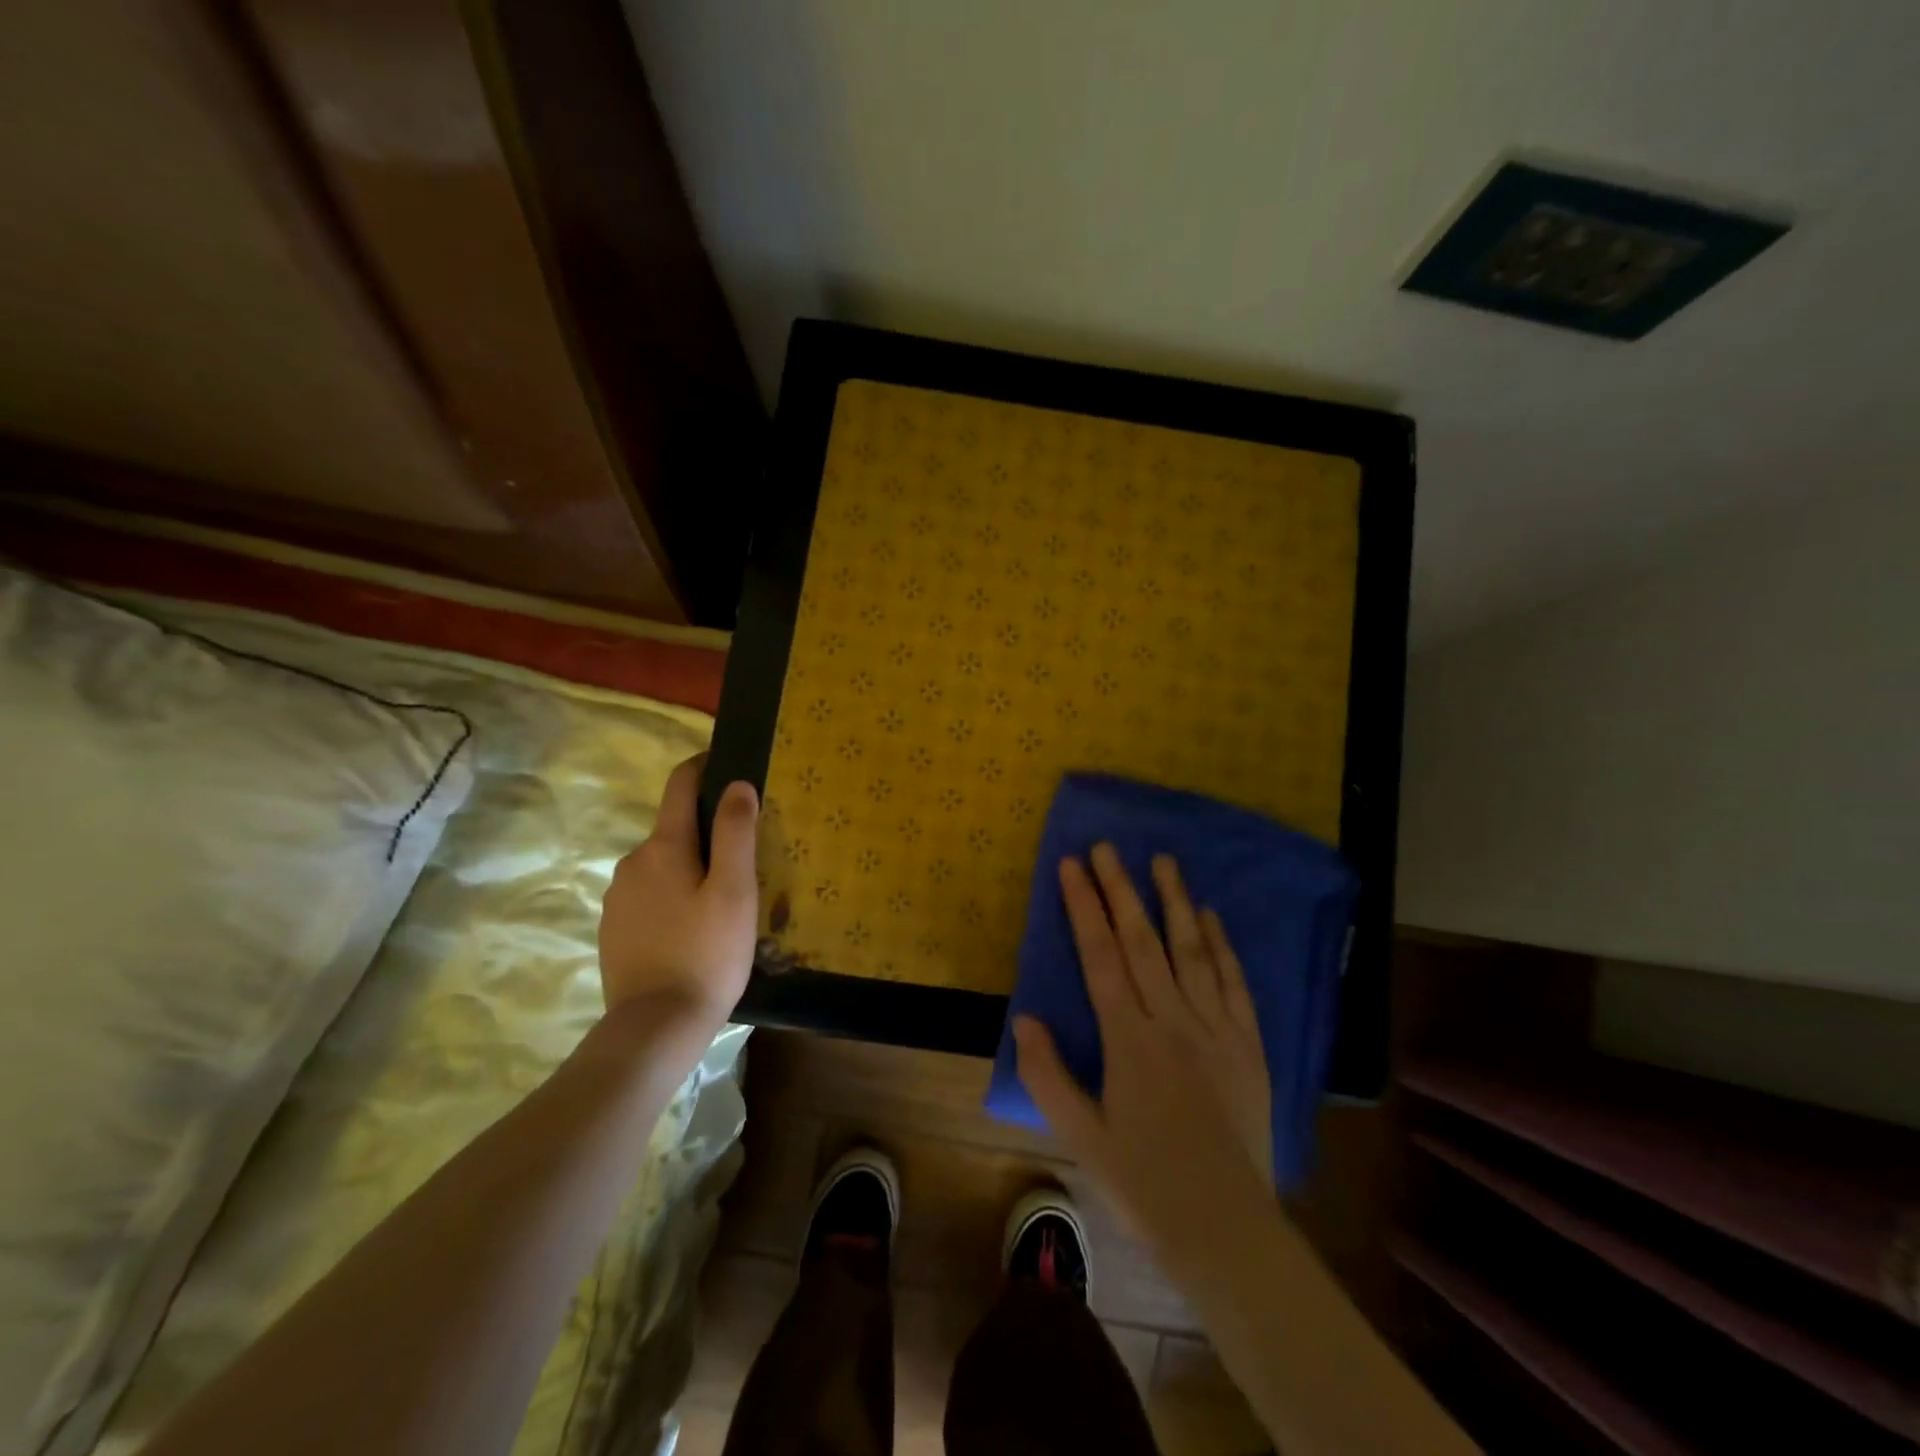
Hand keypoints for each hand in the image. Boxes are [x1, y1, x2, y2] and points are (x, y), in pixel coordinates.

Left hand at [598, 754, 757, 1031]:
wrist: (655, 1027)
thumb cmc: (706, 953)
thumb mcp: (735, 890)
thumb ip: (736, 832)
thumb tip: (737, 784)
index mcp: (663, 846)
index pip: (680, 784)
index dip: (705, 767)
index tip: (732, 766)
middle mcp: (632, 862)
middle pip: (675, 828)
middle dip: (708, 832)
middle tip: (746, 858)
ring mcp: (618, 898)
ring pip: (663, 865)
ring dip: (691, 869)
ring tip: (724, 900)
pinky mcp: (614, 929)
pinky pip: (650, 896)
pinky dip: (673, 898)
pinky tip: (694, 929)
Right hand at [1015, 844, 1275, 1252]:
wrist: (1226, 1229)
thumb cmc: (1144, 1184)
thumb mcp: (1081, 1139)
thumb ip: (1048, 1076)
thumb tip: (1025, 1018)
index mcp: (1130, 1041)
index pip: (1101, 956)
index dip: (1083, 906)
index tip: (1071, 865)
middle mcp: (1174, 1021)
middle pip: (1144, 941)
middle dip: (1121, 889)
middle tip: (1107, 846)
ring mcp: (1216, 1029)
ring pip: (1192, 951)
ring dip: (1175, 902)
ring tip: (1162, 861)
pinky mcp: (1248, 1045)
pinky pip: (1234, 983)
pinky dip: (1222, 946)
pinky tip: (1211, 916)